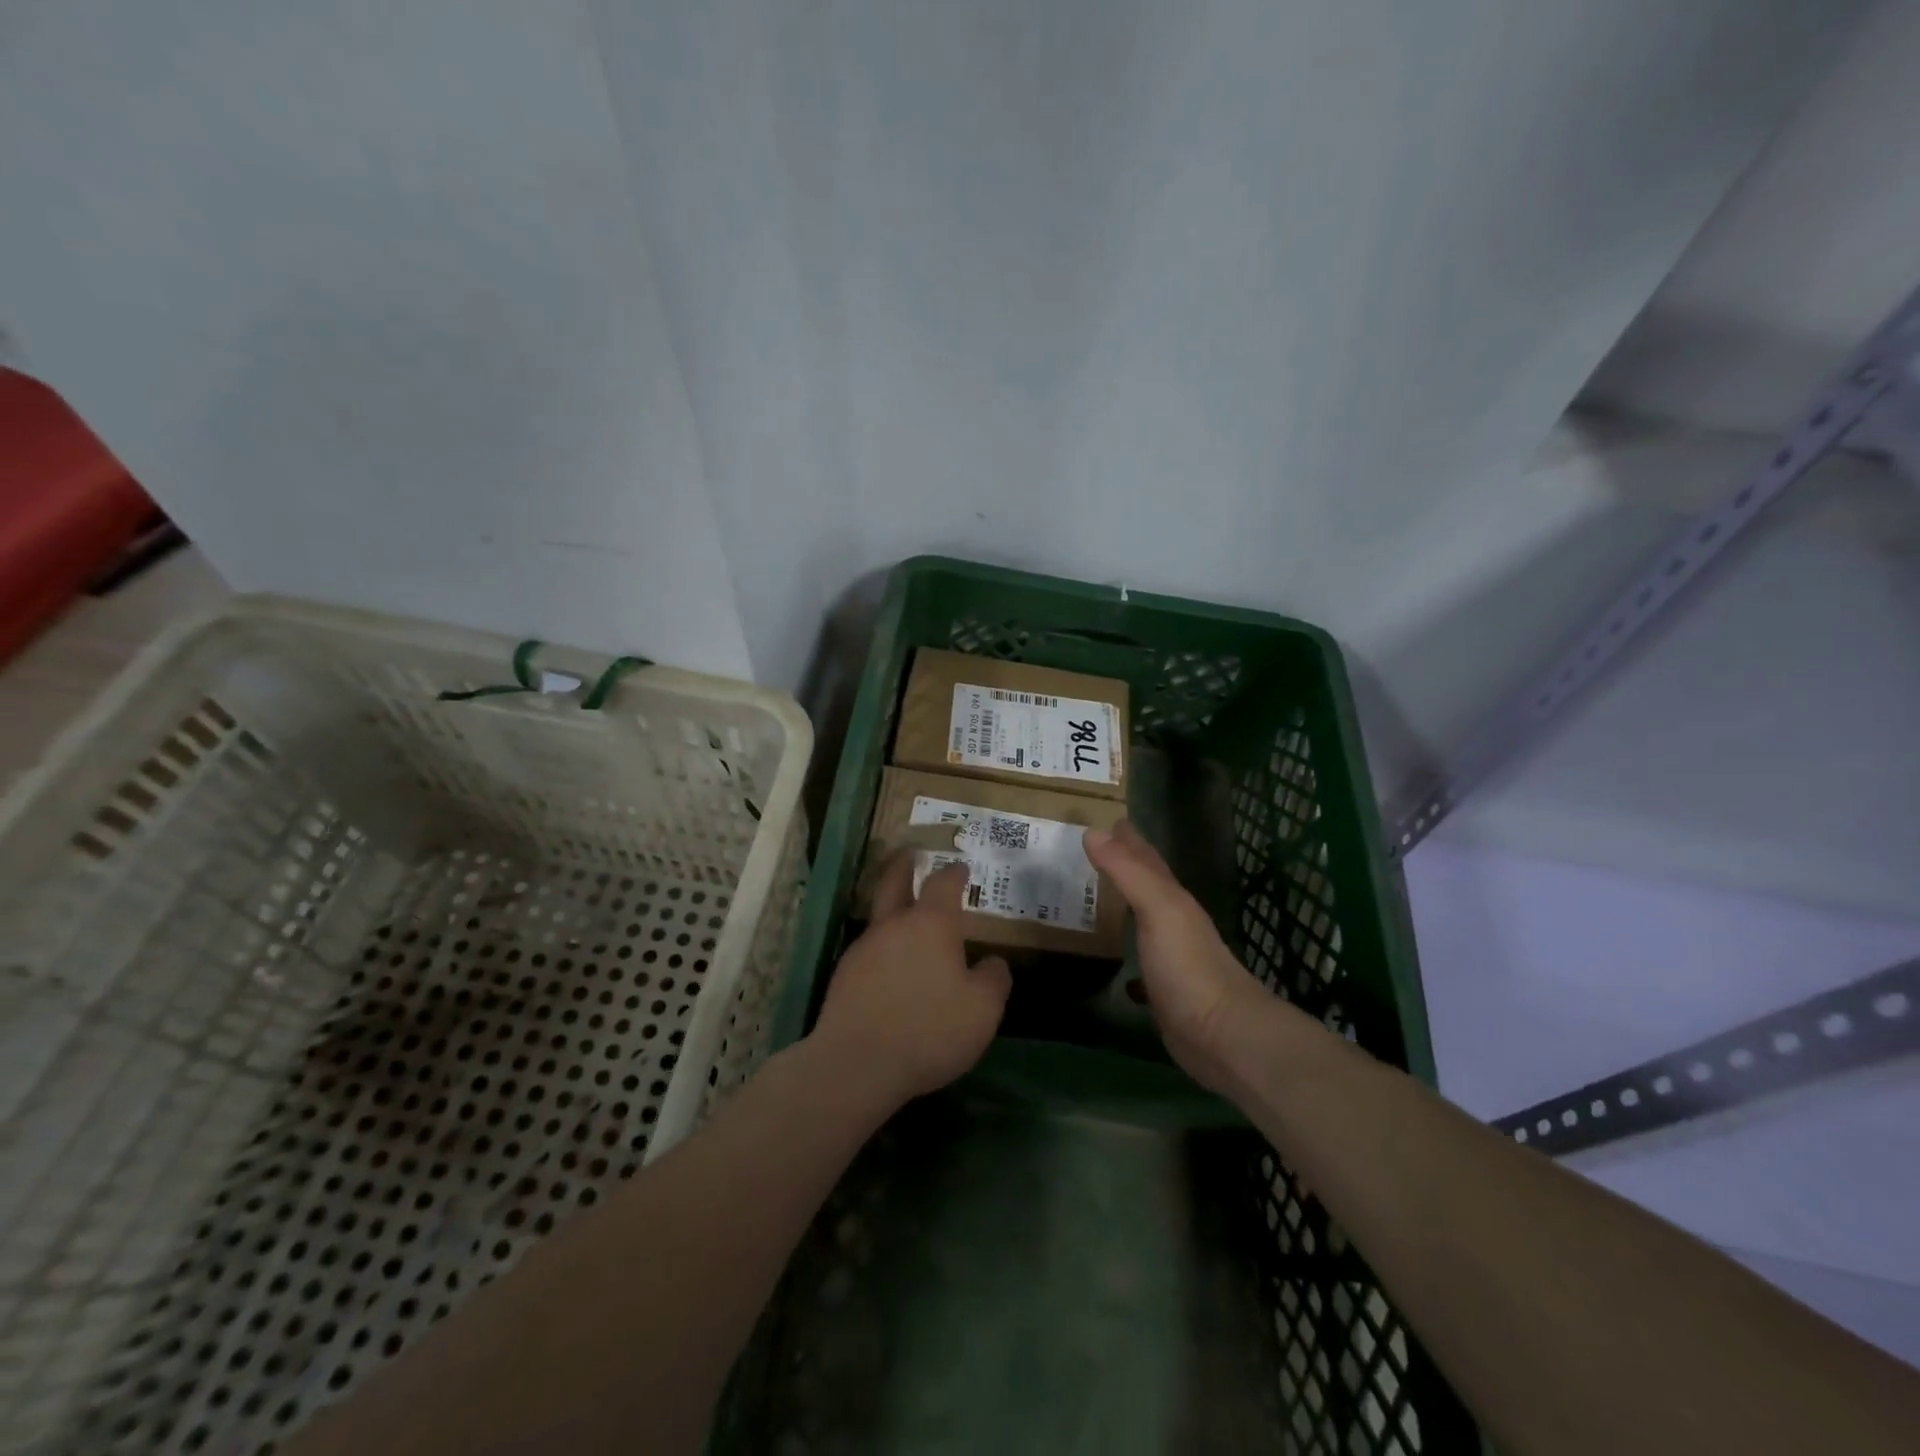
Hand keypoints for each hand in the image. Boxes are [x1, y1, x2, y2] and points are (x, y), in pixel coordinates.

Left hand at [811, 855, 1012, 1107]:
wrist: (858, 1063)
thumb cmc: (930, 1029)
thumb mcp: (982, 1010)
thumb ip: (993, 980)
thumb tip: (992, 962)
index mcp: (931, 924)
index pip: (943, 883)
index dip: (954, 873)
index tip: (961, 867)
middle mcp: (894, 926)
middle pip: (895, 882)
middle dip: (905, 865)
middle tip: (911, 854)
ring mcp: (864, 948)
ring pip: (880, 917)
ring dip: (893, 910)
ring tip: (907, 918)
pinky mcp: (845, 976)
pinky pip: (869, 950)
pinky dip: (883, 948)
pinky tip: (891, 968)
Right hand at [1083, 821, 1269, 1092]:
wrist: (1223, 1036)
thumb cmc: (1189, 967)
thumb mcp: (1158, 909)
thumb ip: (1127, 871)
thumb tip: (1093, 831)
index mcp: (1172, 899)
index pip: (1146, 859)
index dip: (1128, 838)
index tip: (1106, 819)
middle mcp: (1173, 922)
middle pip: (1146, 885)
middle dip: (1124, 864)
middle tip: (1093, 847)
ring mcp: (1170, 958)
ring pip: (1141, 920)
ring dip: (1122, 905)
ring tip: (1093, 896)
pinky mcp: (1163, 992)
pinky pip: (1138, 962)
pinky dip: (1124, 953)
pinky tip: (1112, 961)